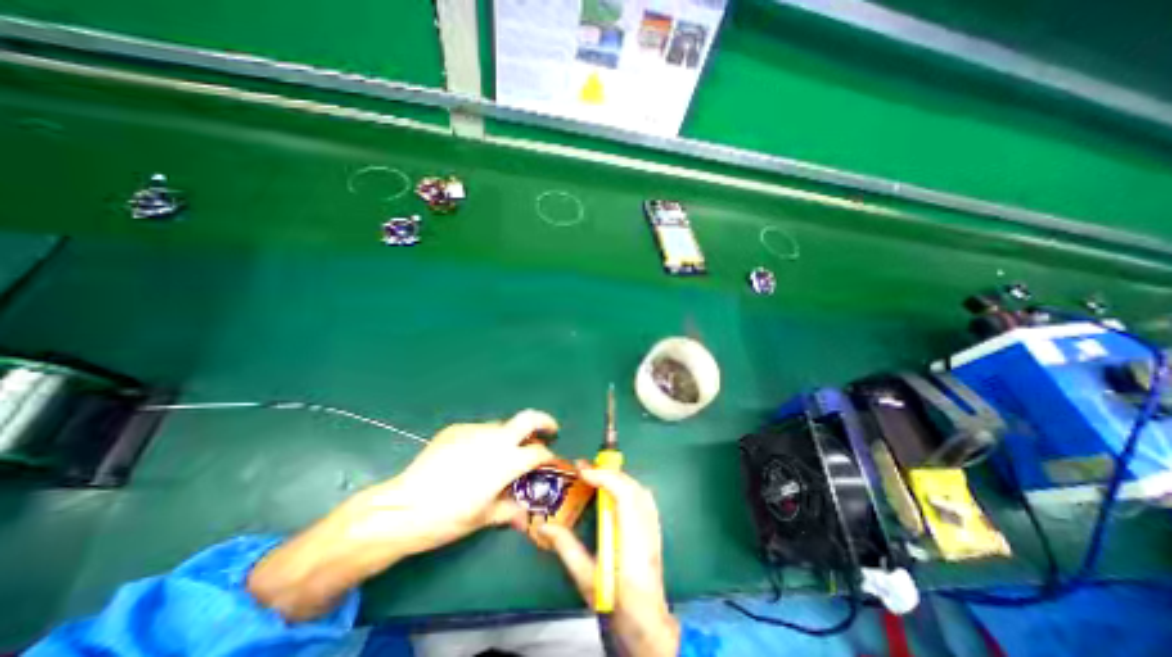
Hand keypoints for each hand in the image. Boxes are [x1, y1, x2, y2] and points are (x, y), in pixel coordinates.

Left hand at [247, 409, 555, 619]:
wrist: (404, 507)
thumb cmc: (449, 516)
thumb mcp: (482, 517)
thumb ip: (508, 511)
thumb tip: (524, 518)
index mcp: (507, 461)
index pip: (538, 452)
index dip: (548, 455)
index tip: (550, 459)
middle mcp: (496, 439)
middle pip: (528, 418)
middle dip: (543, 421)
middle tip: (549, 429)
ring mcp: (475, 430)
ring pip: (501, 425)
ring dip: (509, 435)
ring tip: (500, 453)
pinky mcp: (455, 429)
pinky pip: (477, 431)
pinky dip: (483, 439)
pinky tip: (471, 456)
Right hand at [534, 466, 683, 656]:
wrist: (647, 624)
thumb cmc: (616, 603)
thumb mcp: (586, 579)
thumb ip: (566, 548)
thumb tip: (544, 525)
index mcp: (632, 541)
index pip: (623, 495)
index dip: (604, 477)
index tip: (581, 470)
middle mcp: (646, 529)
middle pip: (631, 487)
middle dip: (608, 472)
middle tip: (583, 468)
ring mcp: (654, 528)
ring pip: (639, 490)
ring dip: (618, 477)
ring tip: (597, 476)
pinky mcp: (655, 529)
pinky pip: (644, 498)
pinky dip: (628, 485)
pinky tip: (615, 489)